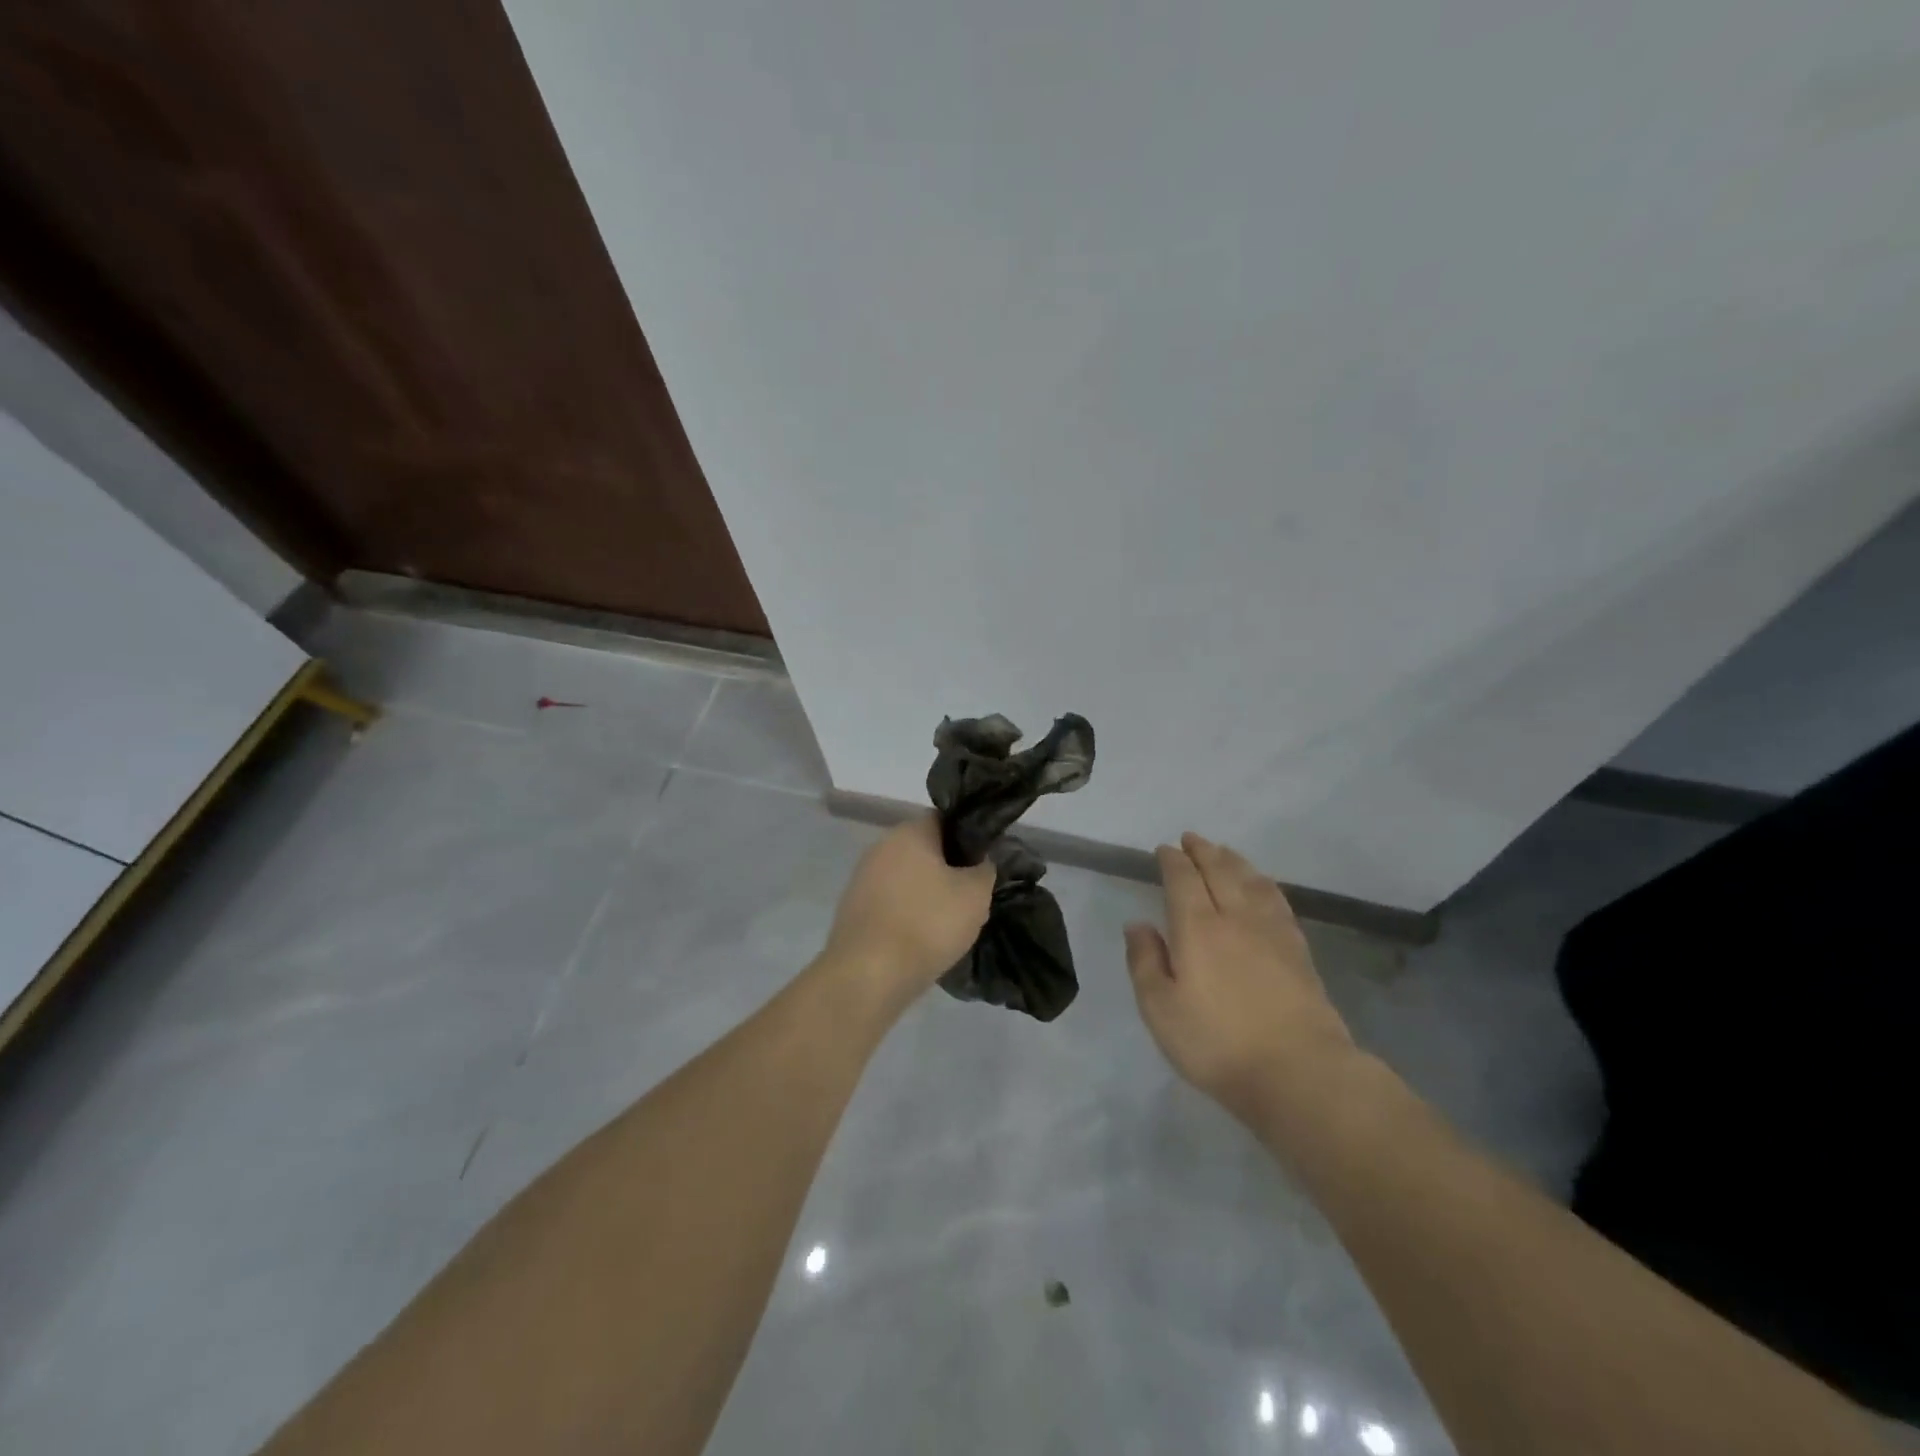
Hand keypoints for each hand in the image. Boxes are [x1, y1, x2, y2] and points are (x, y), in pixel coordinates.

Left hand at [825, 815, 995, 1005]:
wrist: (868, 975)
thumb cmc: (927, 924)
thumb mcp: (975, 895)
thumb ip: (985, 869)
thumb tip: (981, 862)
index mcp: (909, 832)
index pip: (945, 820)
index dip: (968, 839)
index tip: (984, 864)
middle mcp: (880, 846)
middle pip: (924, 850)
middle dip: (948, 870)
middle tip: (971, 898)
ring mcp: (862, 878)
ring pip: (907, 879)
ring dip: (927, 895)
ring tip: (949, 925)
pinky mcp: (853, 909)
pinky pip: (891, 903)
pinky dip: (907, 915)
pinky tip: (921, 940)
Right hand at [1125, 832, 1356, 1124]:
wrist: (1298, 1072)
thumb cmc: (1217, 1043)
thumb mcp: (1160, 1009)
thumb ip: (1145, 961)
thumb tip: (1138, 923)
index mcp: (1197, 928)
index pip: (1182, 880)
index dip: (1172, 861)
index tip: (1164, 849)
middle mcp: (1235, 918)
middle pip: (1219, 871)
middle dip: (1203, 851)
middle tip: (1191, 838)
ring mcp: (1272, 932)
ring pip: (1251, 881)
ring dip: (1233, 861)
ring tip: (1223, 851)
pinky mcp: (1298, 950)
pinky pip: (1277, 900)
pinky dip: (1264, 883)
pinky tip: (1262, 886)